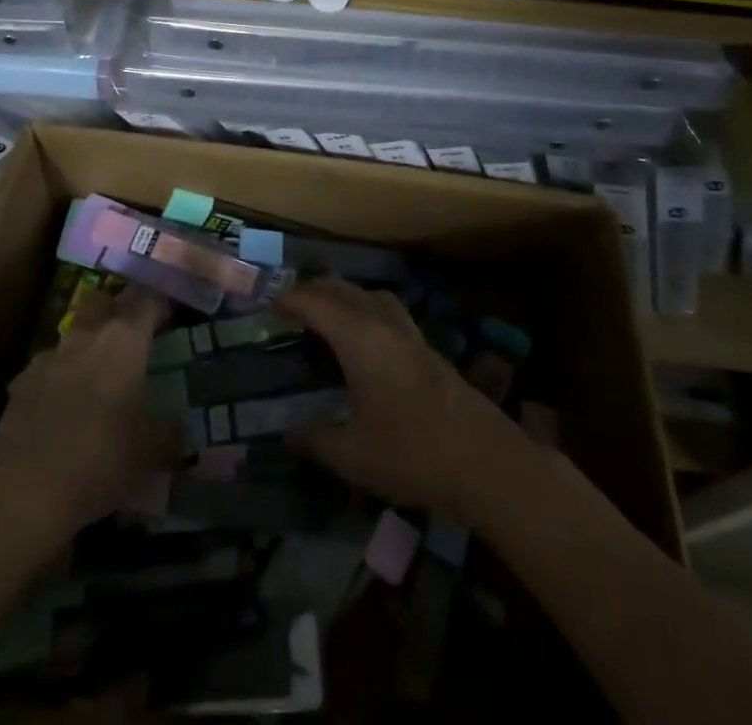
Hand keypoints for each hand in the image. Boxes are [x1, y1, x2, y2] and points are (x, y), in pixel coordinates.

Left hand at [0, 285, 180, 541]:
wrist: (28, 491)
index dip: (160, 301)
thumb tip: (181, 428)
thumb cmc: (102, 459)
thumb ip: (171, 432)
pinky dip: (57, 380)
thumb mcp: (153, 452)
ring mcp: (47, 357)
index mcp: (123, 340)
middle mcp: (85, 336)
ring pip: (71, 335)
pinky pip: (46, 369)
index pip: (146, 299)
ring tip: (96, 379)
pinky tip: (62, 410)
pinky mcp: (20, 384)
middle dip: (116, 309)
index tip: (170, 313)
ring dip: (85, 347)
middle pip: (101, 300)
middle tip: (131, 335)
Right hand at [277, 276, 520, 516]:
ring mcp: (410, 334)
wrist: (486, 461)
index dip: (288, 299)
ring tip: (325, 316)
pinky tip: (363, 343)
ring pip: (370, 296)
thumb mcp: (352, 456)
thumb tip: (286, 434)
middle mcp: (383, 324)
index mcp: (359, 338)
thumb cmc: (412, 454)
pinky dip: (365, 312)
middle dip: (312, 290)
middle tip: (288, 307)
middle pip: (342, 289)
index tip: (265, 302)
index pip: (315, 302)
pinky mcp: (428, 349)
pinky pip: (387, 312)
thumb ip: (315, 441)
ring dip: (343, 297)